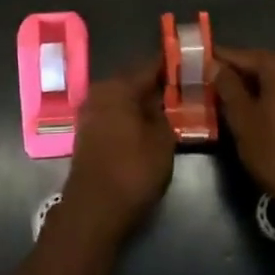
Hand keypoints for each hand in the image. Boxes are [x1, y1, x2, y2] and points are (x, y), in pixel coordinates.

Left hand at [59, 57, 174, 242]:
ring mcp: (89, 112)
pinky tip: (145, 126)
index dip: (169, 65)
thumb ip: (164, 114)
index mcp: (119, 86)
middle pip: (133, 81)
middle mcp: (99, 92)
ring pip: (122, 98)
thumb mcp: (162, 141)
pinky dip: (129, 116)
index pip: (149, 67)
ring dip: (141, 102)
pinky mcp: (86, 132)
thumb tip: (162, 99)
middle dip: (155, 85)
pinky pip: (113, 114)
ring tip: (167, 109)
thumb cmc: (132, 171)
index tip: (188, 64)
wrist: (93, 210)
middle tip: (180, 89)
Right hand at [214, 49, 274, 223]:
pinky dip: (270, 99)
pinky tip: (255, 113)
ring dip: (252, 89)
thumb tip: (213, 64)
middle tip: (208, 88)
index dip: (215, 61)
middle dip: (234, 76)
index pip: (239, 55)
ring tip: (227, 102)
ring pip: (273, 80)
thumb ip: (227, 86)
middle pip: (258, 65)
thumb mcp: (243, 118)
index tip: (194, 66)